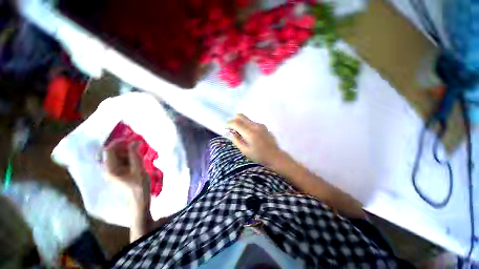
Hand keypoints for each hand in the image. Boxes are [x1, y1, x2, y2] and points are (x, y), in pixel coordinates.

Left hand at [104, 140, 149, 207]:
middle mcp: (107, 169)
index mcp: (110, 169)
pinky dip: (127, 155)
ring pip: (115, 154)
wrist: (139, 197)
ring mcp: (110, 170)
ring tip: (138, 154)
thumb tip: (135, 141)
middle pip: (111, 151)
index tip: (133, 139)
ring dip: (126, 151)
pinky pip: (119, 158)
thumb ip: (135, 155)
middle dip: (123, 147)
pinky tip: (135, 159)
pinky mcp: (115, 170)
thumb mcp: (139, 169)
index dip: (119, 142)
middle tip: (137, 147)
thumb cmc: (139, 185)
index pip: (109, 150)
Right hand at [227, 114, 285, 167]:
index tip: (226, 128)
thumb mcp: (245, 150)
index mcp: (250, 133)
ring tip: (241, 134)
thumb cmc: (259, 156)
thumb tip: (229, 132)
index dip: (229, 124)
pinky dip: (247, 126)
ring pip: (246, 119)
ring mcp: (260, 125)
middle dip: (234, 120)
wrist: (275, 156)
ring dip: (241, 123)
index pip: (236, 123)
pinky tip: (250, 135)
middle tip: (233, 129)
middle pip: (241, 116)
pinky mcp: (263, 126)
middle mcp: (255, 126)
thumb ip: (236, 140)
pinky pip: (252, 122)